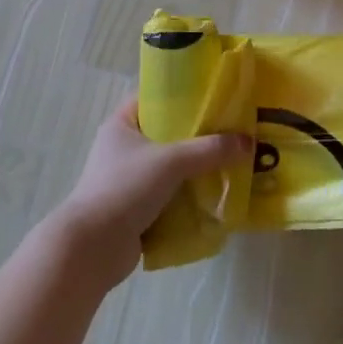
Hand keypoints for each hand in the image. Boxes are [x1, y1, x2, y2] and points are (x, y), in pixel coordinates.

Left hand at [53, 99, 250, 285]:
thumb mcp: (171, 161)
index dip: (182, 96)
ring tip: (230, 165)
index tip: (214, 98)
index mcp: (121, 125)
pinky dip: (188, 197)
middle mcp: (122, 149)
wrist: (93, 247)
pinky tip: (215, 197)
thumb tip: (248, 142)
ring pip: (170, 168)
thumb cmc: (125, 188)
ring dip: (195, 170)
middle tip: (232, 134)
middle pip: (167, 135)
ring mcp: (128, 180)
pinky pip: (169, 196)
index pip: (154, 99)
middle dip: (197, 137)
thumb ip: (209, 150)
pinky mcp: (135, 209)